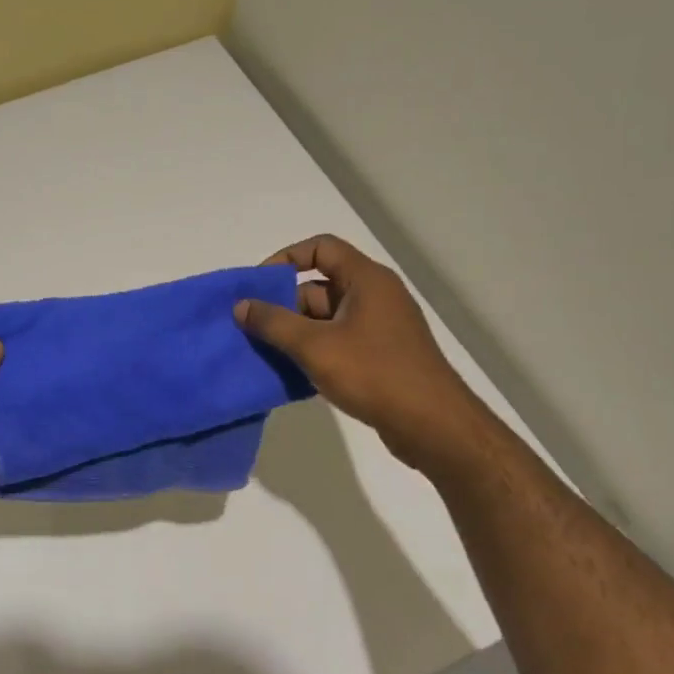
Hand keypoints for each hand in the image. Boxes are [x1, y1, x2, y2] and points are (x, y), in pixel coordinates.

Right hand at [234, 234, 488, 471]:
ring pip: (326, 318)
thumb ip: (273, 322)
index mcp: (366, 279)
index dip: (286, 259)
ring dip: (297, 333)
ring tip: (266, 354)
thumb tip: (241, 305)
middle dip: (285, 306)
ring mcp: (380, 327)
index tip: (259, 286)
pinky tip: (293, 374)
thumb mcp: (314, 346)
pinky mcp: (381, 355)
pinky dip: (315, 351)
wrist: (432, 425)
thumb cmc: (373, 373)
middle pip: (319, 286)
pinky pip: (339, 341)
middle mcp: (376, 296)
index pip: (321, 248)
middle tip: (255, 329)